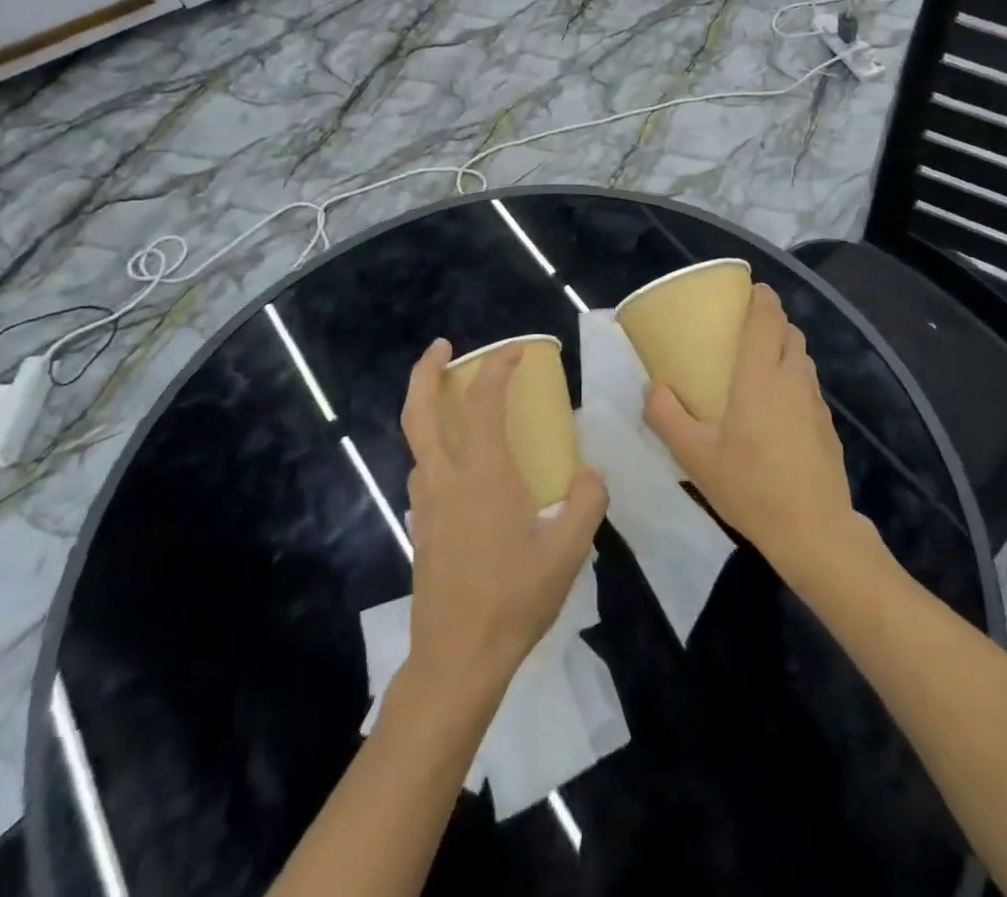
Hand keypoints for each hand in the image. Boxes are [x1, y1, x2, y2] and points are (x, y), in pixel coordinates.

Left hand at [401, 339, 607, 697]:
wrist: (457, 659)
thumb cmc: (514, 599)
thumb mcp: (568, 552)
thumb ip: (586, 503)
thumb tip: (590, 473)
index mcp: (484, 475)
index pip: (486, 402)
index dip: (499, 367)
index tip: (517, 351)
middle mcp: (446, 479)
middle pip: (420, 411)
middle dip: (426, 371)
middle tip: (441, 347)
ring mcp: (426, 504)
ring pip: (416, 442)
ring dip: (427, 409)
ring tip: (453, 401)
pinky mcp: (420, 527)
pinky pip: (423, 472)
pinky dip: (434, 447)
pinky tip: (458, 465)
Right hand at [643, 283, 862, 579]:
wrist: (814, 530)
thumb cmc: (750, 485)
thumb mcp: (695, 455)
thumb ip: (667, 416)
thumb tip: (651, 387)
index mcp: (761, 374)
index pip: (768, 316)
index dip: (761, 296)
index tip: (747, 290)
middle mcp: (793, 376)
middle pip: (789, 330)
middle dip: (771, 320)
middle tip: (742, 331)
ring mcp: (815, 401)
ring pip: (802, 357)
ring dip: (784, 349)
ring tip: (758, 367)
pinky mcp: (827, 424)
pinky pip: (809, 386)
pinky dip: (794, 380)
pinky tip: (776, 411)